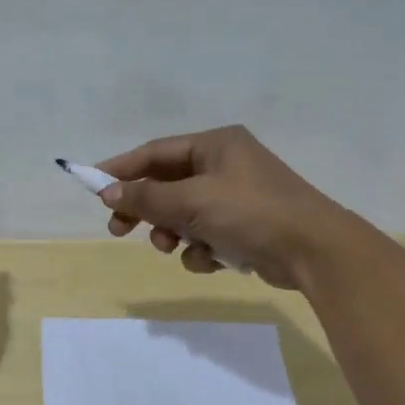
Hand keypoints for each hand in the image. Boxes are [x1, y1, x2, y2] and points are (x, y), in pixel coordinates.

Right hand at [95, 125, 359, 288]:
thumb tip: (107, 191)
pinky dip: (201, 250)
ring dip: (172, 233)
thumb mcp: (192, 201)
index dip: (122, 168)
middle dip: (145, 209)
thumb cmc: (250, 213)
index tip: (93, 186)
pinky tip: (211, 260)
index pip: (156, 152)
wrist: (312, 250)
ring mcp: (236, 198)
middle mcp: (225, 165)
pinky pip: (205, 236)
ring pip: (184, 215)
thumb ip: (147, 197)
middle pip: (168, 184)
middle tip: (118, 229)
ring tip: (170, 247)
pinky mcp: (244, 228)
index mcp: (215, 145)